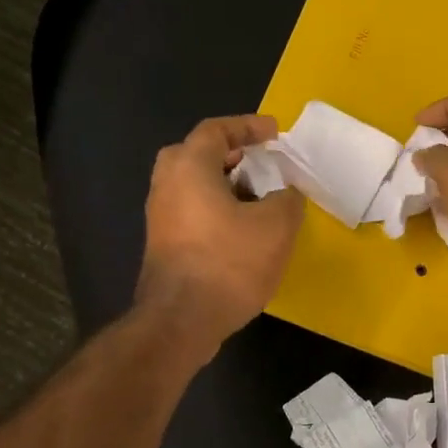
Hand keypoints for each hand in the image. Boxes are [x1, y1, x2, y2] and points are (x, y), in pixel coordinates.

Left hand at [137, 115, 304, 360]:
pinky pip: (191, 212)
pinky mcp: (163, 245)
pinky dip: (216, 209)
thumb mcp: (276, 226)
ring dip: (225, 185)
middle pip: (197, 154)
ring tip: (259, 199)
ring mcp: (160, 217)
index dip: (248, 126)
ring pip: (193, 186)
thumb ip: (287, 199)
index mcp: (189, 166)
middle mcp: (166, 184)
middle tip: (259, 163)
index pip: (217, 130)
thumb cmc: (229, 263)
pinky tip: (242, 231)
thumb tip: (285, 193)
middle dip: (231, 155)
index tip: (275, 133)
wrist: (181, 321)